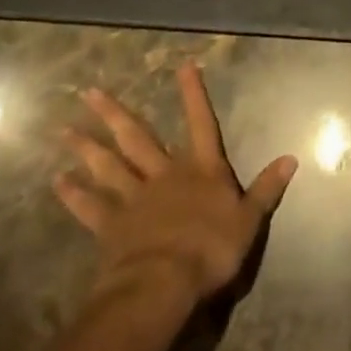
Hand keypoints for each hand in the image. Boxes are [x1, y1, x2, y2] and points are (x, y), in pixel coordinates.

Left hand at [56, 63, 298, 301]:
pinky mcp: (112, 226)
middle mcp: (165, 174)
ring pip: (110, 166)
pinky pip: (91, 206)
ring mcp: (135, 198)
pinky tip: (58, 181)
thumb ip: (267, 188)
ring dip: (88, 147)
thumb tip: (291, 158)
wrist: (164, 284)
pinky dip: (75, 194)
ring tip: (66, 129)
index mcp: (201, 169)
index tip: (183, 66)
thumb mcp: (249, 220)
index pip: (200, 122)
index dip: (193, 95)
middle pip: (138, 138)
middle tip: (90, 93)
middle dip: (116, 114)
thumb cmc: (210, 249)